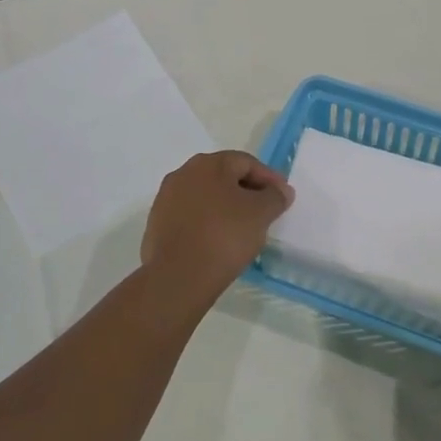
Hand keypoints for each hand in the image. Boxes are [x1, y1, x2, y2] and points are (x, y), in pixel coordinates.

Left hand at [142, 151, 293, 299]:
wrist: (179, 277)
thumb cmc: (225, 236)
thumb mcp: (261, 214)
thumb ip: (275, 196)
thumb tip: (281, 190)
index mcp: (208, 164)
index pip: (246, 162)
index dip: (269, 178)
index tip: (283, 197)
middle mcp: (183, 174)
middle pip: (223, 177)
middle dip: (246, 191)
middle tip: (265, 211)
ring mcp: (166, 199)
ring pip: (205, 197)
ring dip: (225, 207)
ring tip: (243, 228)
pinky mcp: (157, 225)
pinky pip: (190, 217)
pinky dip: (207, 223)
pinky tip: (218, 241)